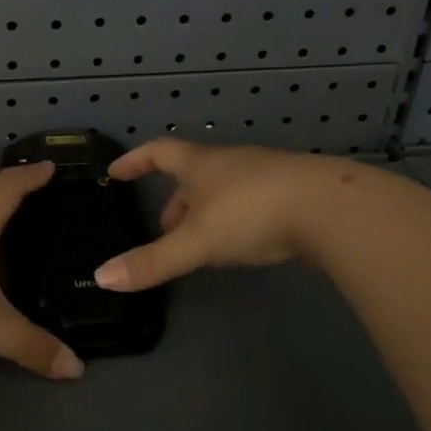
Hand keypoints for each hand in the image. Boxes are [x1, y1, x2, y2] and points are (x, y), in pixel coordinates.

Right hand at [93, 139, 356, 291]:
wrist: (329, 208)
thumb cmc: (251, 213)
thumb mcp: (196, 241)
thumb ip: (152, 261)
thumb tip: (102, 277)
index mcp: (201, 164)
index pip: (158, 153)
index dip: (135, 161)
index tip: (116, 171)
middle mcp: (230, 163)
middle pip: (192, 174)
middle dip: (174, 200)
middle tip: (162, 230)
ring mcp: (264, 175)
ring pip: (223, 189)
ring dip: (205, 212)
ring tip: (199, 243)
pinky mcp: (292, 194)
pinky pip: (251, 201)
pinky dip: (235, 219)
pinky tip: (242, 243)